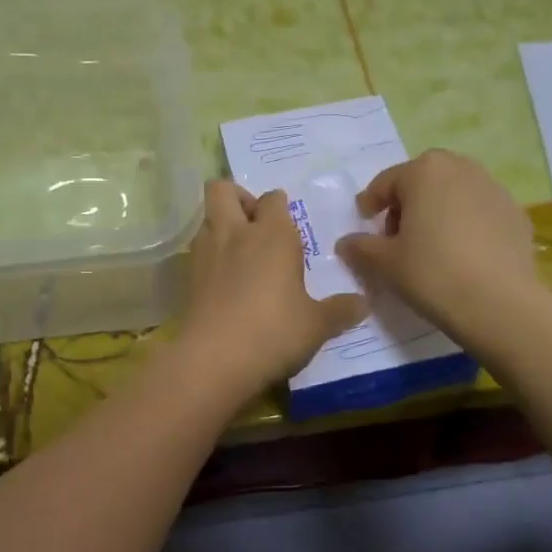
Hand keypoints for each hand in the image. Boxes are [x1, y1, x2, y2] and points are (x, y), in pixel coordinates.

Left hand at [176, 181, 368, 397]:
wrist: (214, 360)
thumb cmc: (274, 332)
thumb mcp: (316, 326)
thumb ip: (340, 310)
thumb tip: (363, 303)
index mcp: (273, 235)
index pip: (274, 199)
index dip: (280, 206)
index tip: (289, 226)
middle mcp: (236, 233)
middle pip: (223, 190)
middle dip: (239, 199)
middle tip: (256, 225)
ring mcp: (206, 253)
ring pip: (207, 218)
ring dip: (222, 226)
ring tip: (241, 253)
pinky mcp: (188, 278)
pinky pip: (199, 251)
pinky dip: (210, 256)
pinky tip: (225, 281)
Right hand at [335, 150, 540, 338]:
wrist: (500, 303)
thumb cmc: (432, 273)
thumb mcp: (384, 263)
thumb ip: (360, 247)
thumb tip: (346, 243)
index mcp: (424, 170)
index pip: (386, 183)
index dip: (370, 204)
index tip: (364, 224)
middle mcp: (461, 168)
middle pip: (422, 183)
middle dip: (406, 206)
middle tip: (396, 239)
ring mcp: (494, 189)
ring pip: (453, 196)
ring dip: (437, 214)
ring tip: (430, 249)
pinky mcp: (517, 214)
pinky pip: (479, 214)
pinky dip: (466, 227)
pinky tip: (462, 258)